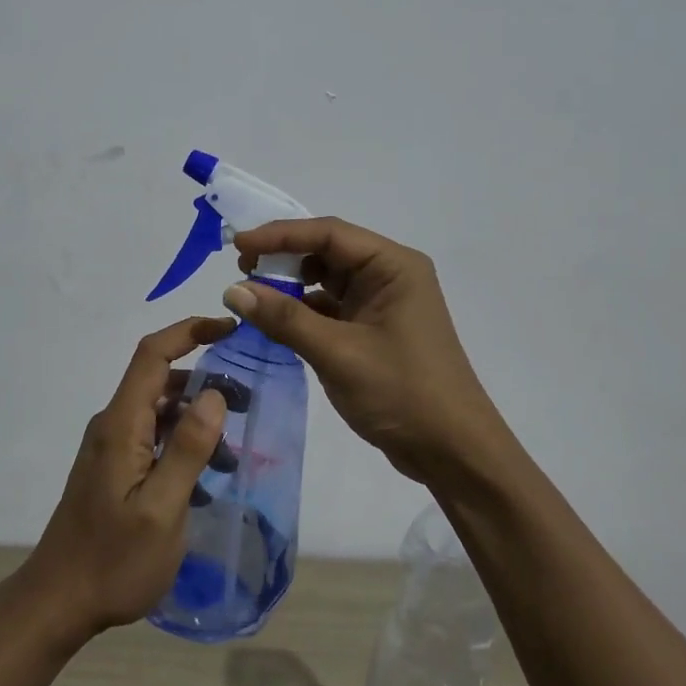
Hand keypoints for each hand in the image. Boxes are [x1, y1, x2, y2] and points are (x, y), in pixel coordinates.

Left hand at [19, 317, 234, 644]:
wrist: (58, 602)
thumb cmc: (113, 561)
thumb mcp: (161, 509)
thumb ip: (187, 448)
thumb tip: (213, 393)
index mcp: (120, 424)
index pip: (152, 354)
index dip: (190, 331)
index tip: (231, 329)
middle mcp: (112, 425)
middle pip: (159, 380)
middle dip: (204, 381)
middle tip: (247, 403)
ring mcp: (110, 448)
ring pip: (159, 412)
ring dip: (196, 419)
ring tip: (234, 451)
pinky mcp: (113, 469)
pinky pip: (152, 439)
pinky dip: (182, 445)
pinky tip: (207, 478)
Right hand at [229, 218, 508, 483]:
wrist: (453, 452)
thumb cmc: (402, 393)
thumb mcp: (338, 353)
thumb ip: (284, 319)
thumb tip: (232, 290)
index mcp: (393, 266)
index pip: (329, 233)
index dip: (280, 235)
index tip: (238, 246)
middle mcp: (389, 276)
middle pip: (327, 251)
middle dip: (283, 258)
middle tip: (240, 270)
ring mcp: (381, 304)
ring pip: (326, 281)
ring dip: (290, 286)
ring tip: (251, 297)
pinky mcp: (373, 331)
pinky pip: (330, 309)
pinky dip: (301, 313)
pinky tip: (274, 324)